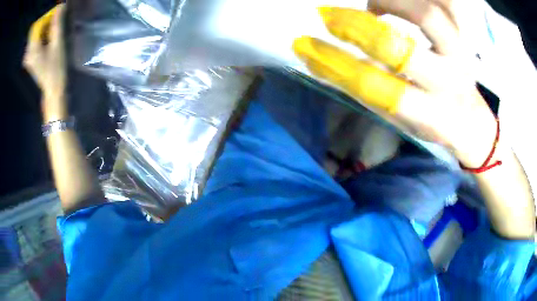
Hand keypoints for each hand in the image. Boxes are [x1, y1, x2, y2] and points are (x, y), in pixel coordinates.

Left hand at [24, 4, 67, 121]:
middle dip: (47, 22)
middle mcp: (28, 52)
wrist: (53, 90)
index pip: (38, 24)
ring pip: (37, 34)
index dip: (48, 16)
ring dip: (45, 29)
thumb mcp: (57, 44)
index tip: (57, 15)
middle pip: (37, 29)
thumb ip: (57, 24)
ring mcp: (28, 56)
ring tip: (54, 33)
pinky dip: (43, 36)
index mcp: (32, 48)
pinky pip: (35, 41)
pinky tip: (49, 39)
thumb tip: (61, 5)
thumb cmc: (56, 68)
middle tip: (56, 24)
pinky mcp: (30, 59)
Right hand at [293, 1, 497, 167]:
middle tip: (329, 17)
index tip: (305, 47)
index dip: (336, 64)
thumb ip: (370, 92)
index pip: (377, 87)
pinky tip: (395, 3)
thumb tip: (326, 61)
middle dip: (357, 28)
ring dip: (390, 2)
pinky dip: (414, 0)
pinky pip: (444, 6)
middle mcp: (449, 83)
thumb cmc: (434, 122)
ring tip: (372, 4)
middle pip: (401, 48)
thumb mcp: (402, 120)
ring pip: (427, 16)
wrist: (471, 120)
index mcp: (429, 115)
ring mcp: (461, 55)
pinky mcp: (464, 38)